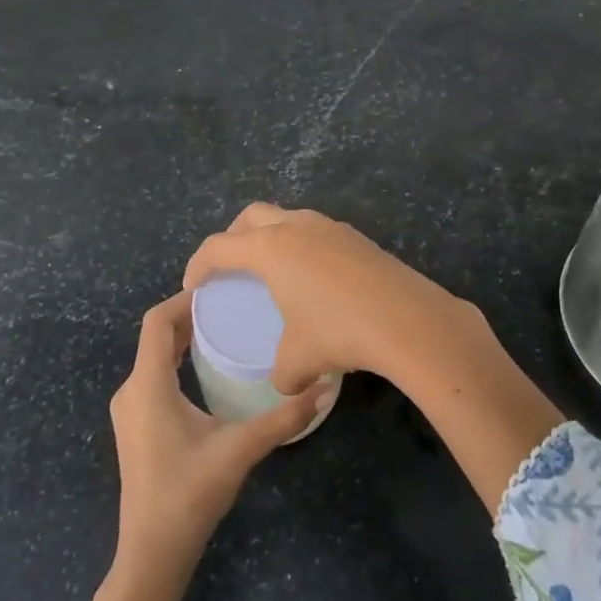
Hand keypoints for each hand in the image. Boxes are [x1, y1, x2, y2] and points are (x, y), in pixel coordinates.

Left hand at [71, 293, 328, 600]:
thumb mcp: (240, 449)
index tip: (220, 289)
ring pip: (154, 358)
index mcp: (147, 385)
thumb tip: (325, 389)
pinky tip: (207, 371)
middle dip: (191, 317)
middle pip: (156, 337)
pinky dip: (177, 362)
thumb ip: (283, 418)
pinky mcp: (136, 427)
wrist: (152, 553)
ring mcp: (130, 411)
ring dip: (184, 340)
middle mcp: (132, 391)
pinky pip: (154, 377)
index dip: (184, 299)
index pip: (156, 322)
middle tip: (232, 306)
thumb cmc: (189, 493)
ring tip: (225, 331)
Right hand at [186, 204, 562, 514]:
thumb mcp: (299, 361)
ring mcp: (330, 227)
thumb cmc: (340, 332)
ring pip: (287, 218)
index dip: (199, 265)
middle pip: (251, 216)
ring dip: (271, 236)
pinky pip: (316, 231)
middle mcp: (296, 227)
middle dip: (233, 238)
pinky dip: (302, 246)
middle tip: (229, 267)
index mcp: (269, 249)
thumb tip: (286, 384)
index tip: (193, 286)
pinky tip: (313, 278)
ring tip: (272, 270)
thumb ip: (282, 373)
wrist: (407, 319)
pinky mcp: (356, 237)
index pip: (219, 247)